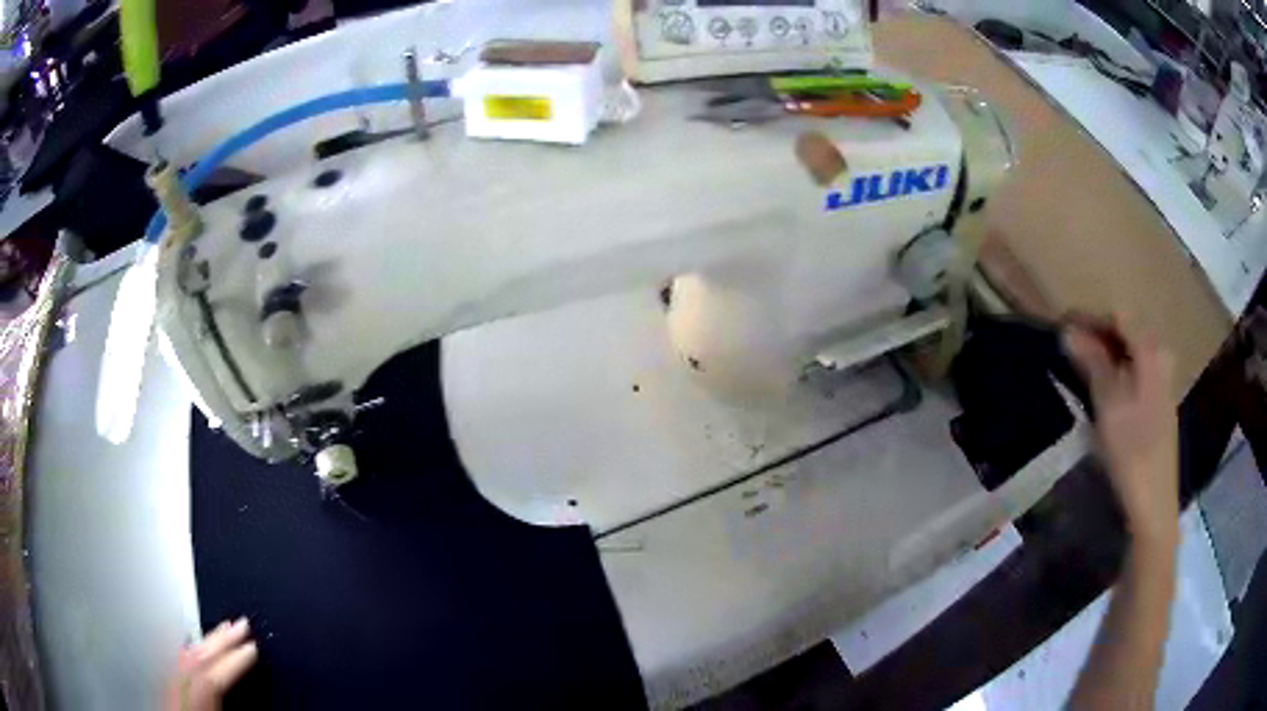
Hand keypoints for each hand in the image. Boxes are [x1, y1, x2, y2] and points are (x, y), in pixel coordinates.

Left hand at [166, 618, 257, 710]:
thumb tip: (255, 703)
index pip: (207, 680)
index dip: (231, 664)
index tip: (253, 648)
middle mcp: (173, 699)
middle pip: (191, 664)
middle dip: (218, 643)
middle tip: (241, 625)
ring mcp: (164, 696)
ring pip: (178, 661)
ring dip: (204, 644)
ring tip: (224, 630)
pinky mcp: (163, 698)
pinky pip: (171, 667)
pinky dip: (188, 653)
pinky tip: (196, 648)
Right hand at [1064, 315, 1178, 546]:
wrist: (1153, 503)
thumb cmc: (1132, 451)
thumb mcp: (1108, 404)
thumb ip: (1092, 362)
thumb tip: (1069, 330)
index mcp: (1152, 350)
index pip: (1118, 316)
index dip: (1089, 318)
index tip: (1062, 326)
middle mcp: (1161, 356)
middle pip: (1126, 332)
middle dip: (1097, 335)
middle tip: (1067, 345)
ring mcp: (1162, 380)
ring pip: (1130, 354)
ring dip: (1105, 355)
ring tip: (1079, 364)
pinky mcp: (1158, 402)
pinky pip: (1135, 372)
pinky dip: (1116, 372)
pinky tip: (1102, 387)